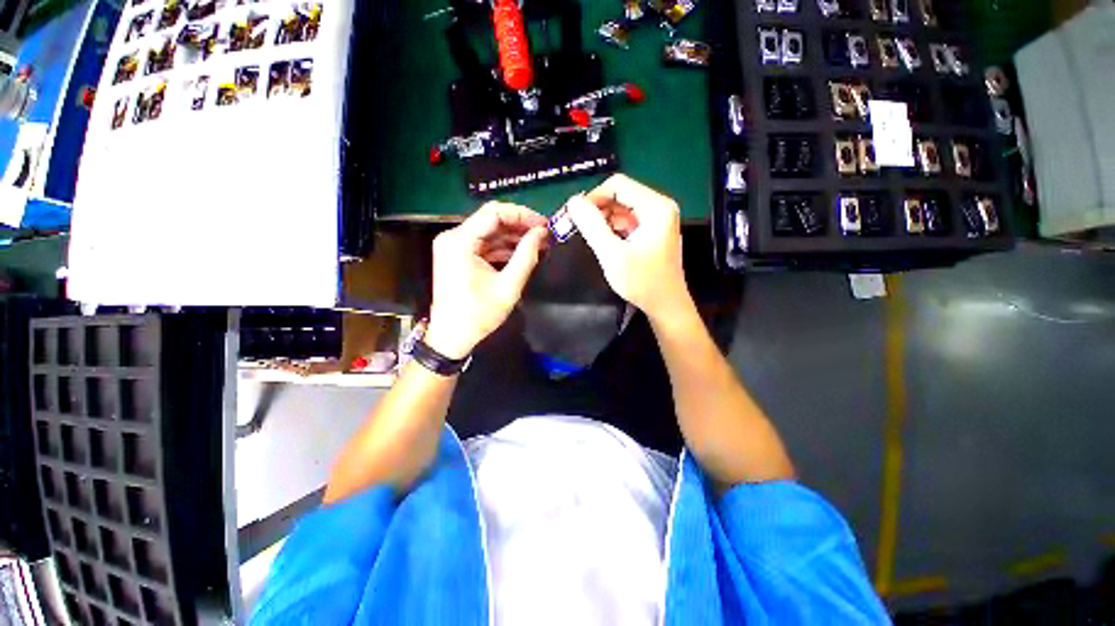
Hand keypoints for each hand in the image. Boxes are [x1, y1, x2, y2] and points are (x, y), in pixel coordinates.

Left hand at [425, 202, 548, 359]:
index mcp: (460, 242)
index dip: (522, 215)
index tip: (544, 224)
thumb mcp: (508, 286)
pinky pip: (484, 244)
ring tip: (538, 244)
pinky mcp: (457, 256)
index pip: (494, 213)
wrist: (451, 336)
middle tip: (544, 234)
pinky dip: (502, 247)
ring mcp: (453, 246)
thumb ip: (526, 256)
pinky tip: (522, 252)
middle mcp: (453, 237)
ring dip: (513, 237)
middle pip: (491, 220)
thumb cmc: (478, 314)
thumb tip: (541, 233)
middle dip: (519, 226)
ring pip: (489, 232)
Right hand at [566, 174, 692, 320]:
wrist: (665, 305)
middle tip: (578, 226)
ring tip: (589, 236)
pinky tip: (603, 241)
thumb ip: (592, 226)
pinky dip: (612, 227)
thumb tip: (573, 202)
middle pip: (620, 194)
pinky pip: (627, 220)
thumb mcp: (613, 254)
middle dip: (597, 208)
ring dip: (603, 219)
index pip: (618, 185)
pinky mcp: (652, 231)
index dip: (593, 197)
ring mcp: (657, 219)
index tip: (576, 216)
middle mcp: (659, 207)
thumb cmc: (643, 282)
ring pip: (621, 208)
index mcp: (656, 207)